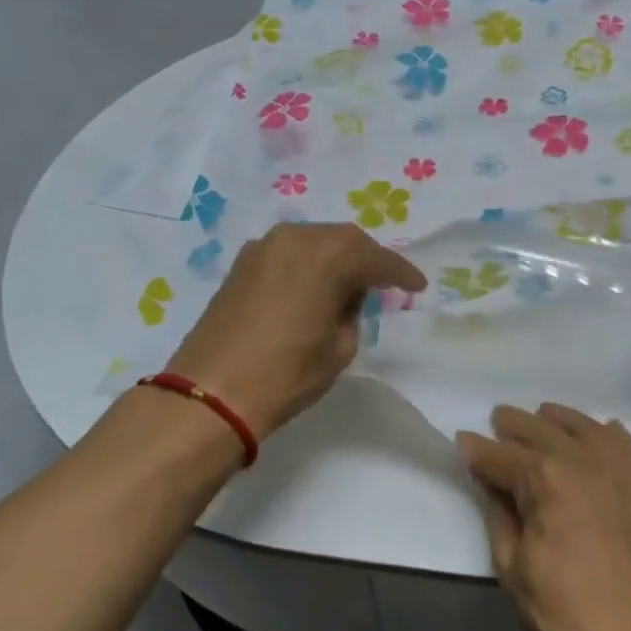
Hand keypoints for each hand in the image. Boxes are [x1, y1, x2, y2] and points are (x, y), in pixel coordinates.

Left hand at [165, 222, 425, 439]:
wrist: (212, 392)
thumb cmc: (286, 373)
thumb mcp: (339, 348)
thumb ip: (351, 312)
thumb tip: (344, 296)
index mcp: (327, 256)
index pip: (376, 259)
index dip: (400, 273)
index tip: (417, 285)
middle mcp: (295, 238)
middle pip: (343, 239)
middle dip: (367, 258)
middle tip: (385, 281)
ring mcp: (263, 248)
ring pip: (313, 241)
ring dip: (335, 257)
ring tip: (350, 282)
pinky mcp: (241, 264)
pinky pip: (288, 252)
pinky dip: (307, 263)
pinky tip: (314, 284)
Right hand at [458, 404, 630, 630]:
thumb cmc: (561, 614)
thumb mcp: (511, 564)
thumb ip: (498, 511)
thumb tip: (490, 479)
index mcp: (546, 479)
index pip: (502, 456)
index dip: (478, 450)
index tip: (462, 441)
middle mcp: (585, 460)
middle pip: (541, 430)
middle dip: (513, 425)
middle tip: (496, 422)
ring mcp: (621, 471)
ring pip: (583, 427)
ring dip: (556, 421)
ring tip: (540, 418)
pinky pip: (623, 444)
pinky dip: (603, 433)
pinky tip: (594, 434)